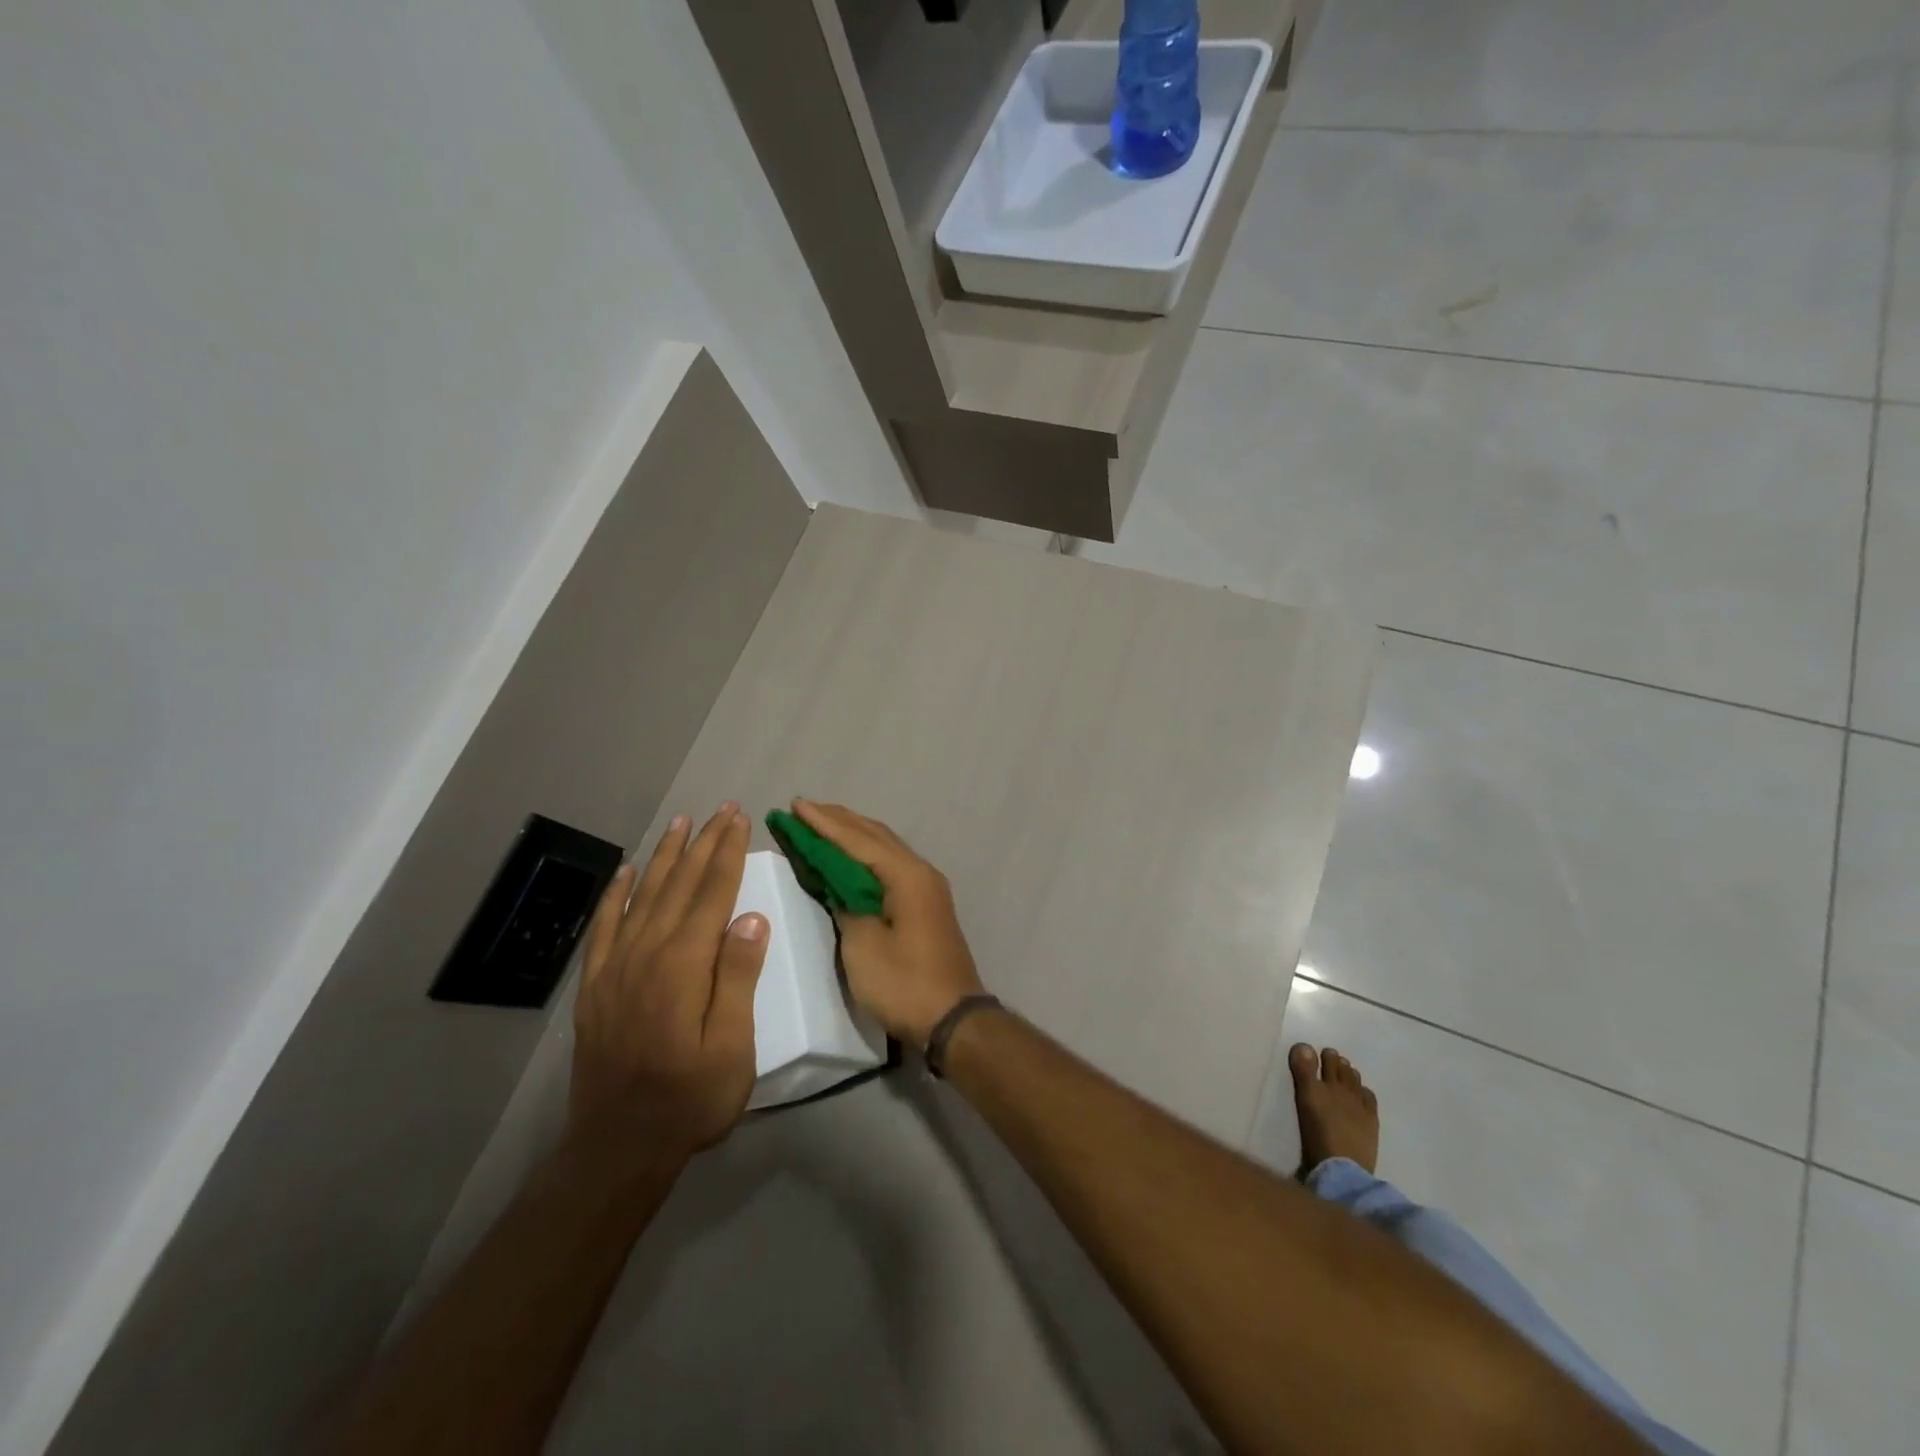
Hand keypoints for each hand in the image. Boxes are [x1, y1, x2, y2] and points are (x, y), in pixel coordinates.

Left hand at [568, 805, 768, 1159]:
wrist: (617, 1148)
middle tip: (720, 810)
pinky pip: (607, 927)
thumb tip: (752, 918)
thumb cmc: (690, 1100)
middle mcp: (647, 955)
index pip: (712, 895)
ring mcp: (616, 969)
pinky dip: (618, 895)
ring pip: (644, 897)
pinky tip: (628, 873)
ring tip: (680, 824)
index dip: (728, 854)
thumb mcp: (732, 1048)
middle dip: (703, 844)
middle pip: (679, 886)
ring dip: (665, 857)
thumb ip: (738, 979)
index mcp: (683, 967)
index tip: (740, 820)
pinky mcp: (596, 986)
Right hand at [792, 800, 984, 1049]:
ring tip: (822, 823)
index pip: (857, 839)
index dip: (823, 823)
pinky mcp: (925, 905)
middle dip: (839, 821)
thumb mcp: (863, 945)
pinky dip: (865, 856)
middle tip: (804, 808)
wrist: (953, 1019)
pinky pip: (890, 866)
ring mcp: (926, 888)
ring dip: (853, 835)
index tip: (795, 804)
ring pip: (885, 848)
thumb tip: (839, 886)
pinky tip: (850, 857)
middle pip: (875, 836)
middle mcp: (920, 871)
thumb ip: (846, 905)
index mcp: (906, 875)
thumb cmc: (904, 982)